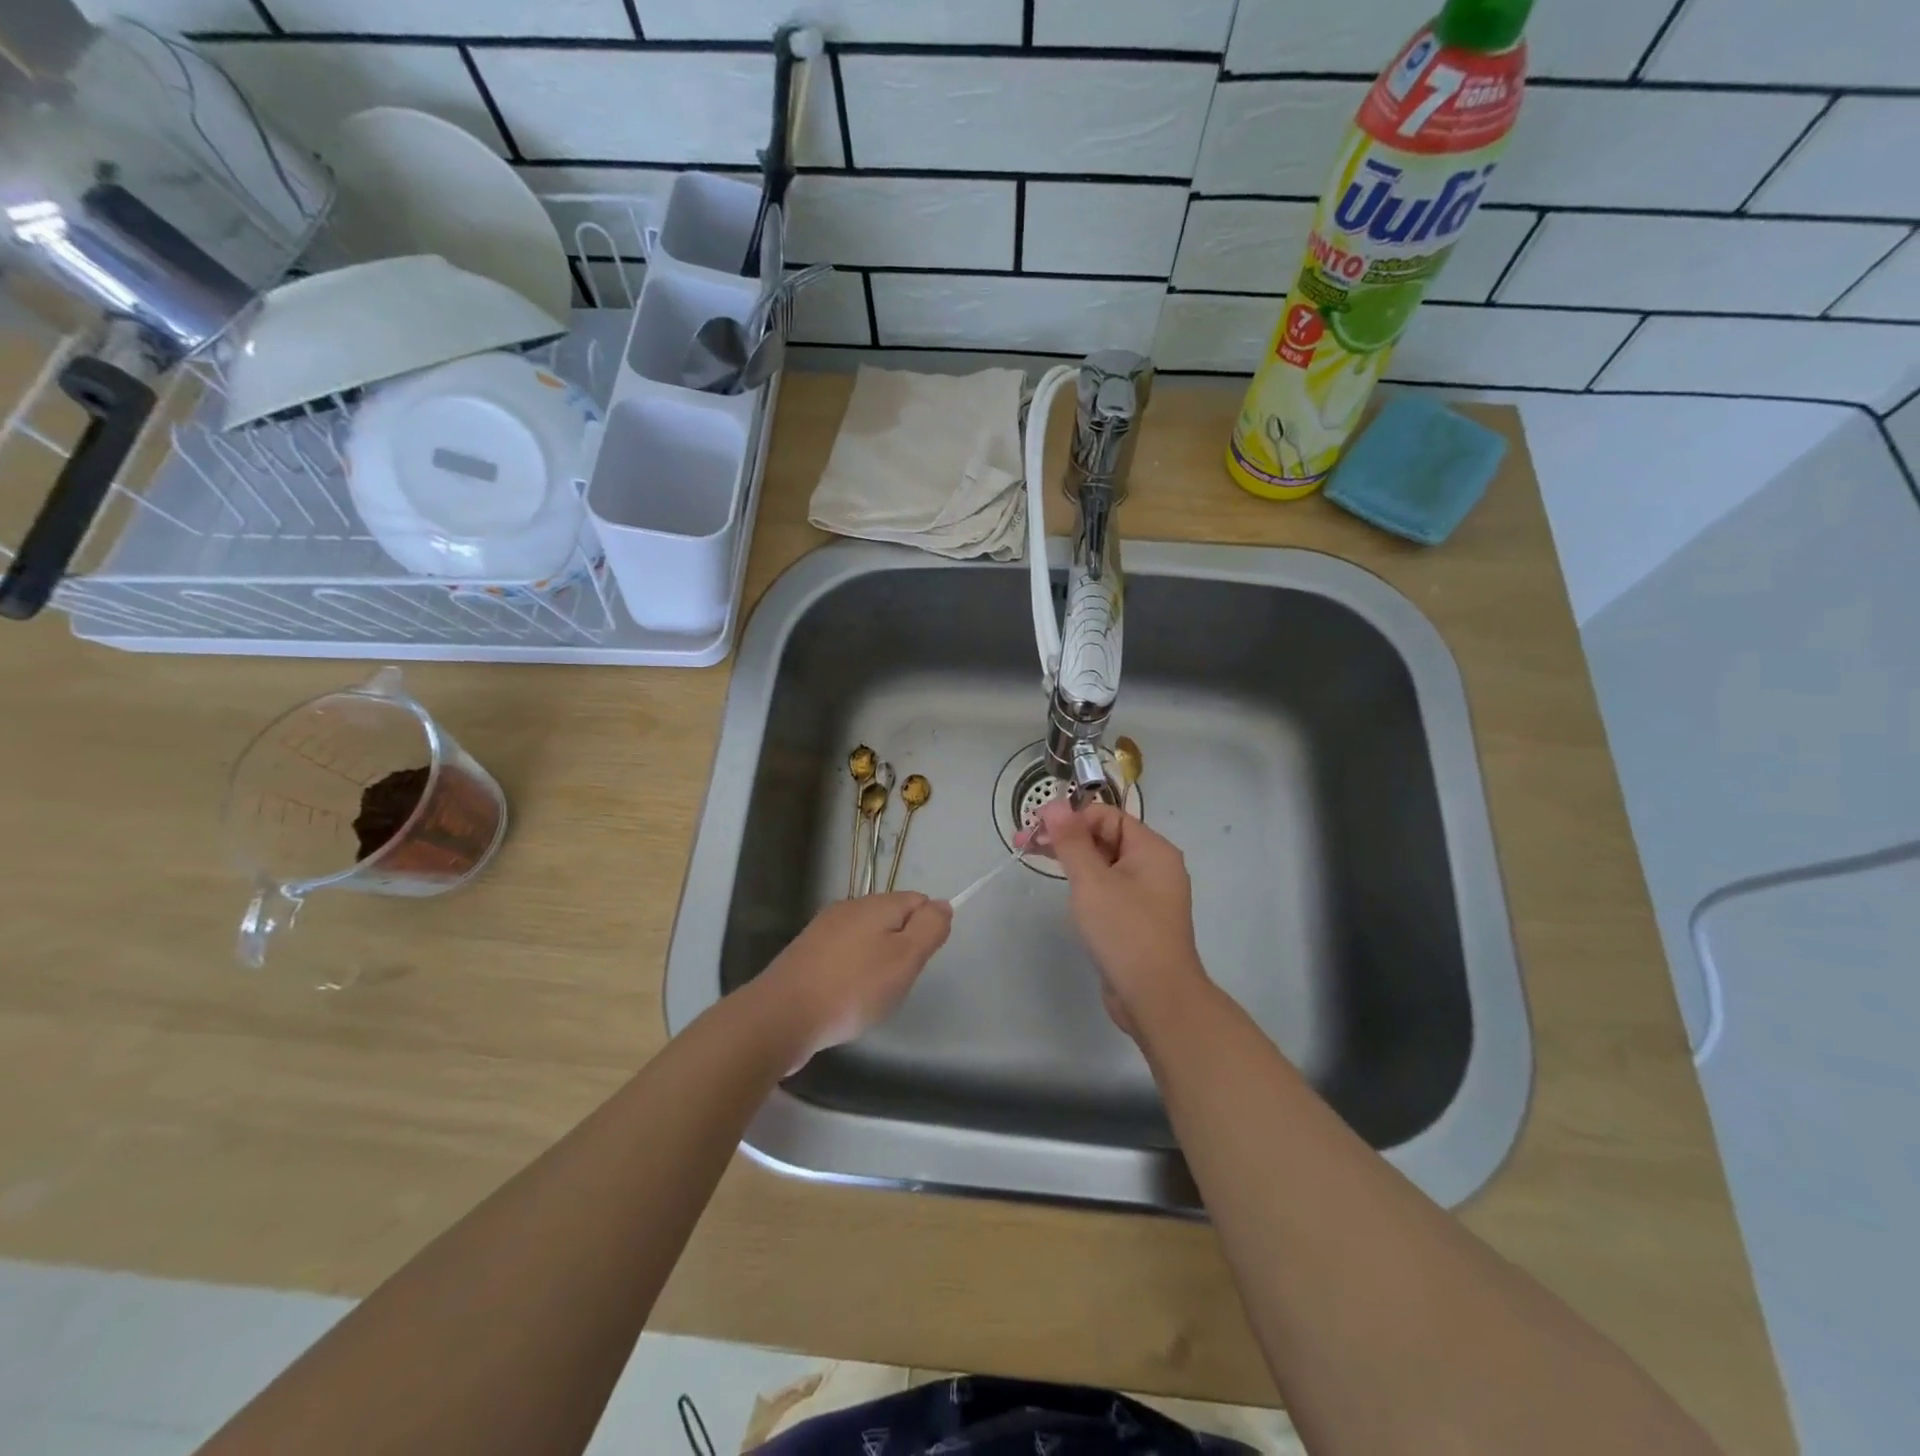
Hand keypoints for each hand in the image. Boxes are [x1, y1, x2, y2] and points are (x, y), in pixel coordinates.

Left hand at [751, 892, 951, 1067]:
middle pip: (891, 919)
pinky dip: (852, 973)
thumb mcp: (905, 958)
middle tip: (897, 982)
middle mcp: (848, 908)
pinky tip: (846, 998)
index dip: (927, 928)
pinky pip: (842, 956)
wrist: (781, 1015)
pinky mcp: (805, 954)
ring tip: (871, 995)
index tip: (919, 961)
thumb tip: (942, 904)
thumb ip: (929, 928)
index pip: (917, 900)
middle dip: (902, 947)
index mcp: (875, 904)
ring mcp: (823, 930)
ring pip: (866, 938)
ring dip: (876, 962)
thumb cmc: (852, 988)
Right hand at [1029, 801, 1209, 1037]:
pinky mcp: (1136, 918)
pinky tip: (1063, 887)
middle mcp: (1154, 866)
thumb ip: (1071, 841)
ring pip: (1103, 862)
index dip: (1070, 817)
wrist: (1157, 999)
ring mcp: (1146, 894)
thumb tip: (1055, 804)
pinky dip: (1084, 881)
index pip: (1106, 816)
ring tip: (1030, 857)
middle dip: (1064, 836)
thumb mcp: (1092, 882)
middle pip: (1104, 836)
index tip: (1034, 827)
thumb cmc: (1125, 932)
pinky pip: (1107, 887)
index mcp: (1152, 850)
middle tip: (1022, 842)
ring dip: (1070, 857)